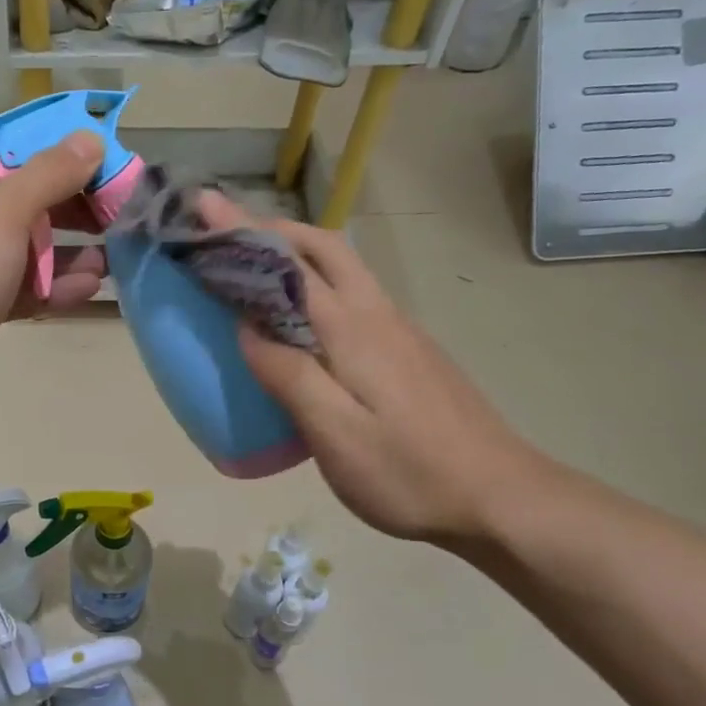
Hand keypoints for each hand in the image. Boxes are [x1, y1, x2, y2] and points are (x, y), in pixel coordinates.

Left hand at [0, 133, 107, 417]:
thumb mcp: (5, 211)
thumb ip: (51, 173)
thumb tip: (89, 138)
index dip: (52, 154)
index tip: (96, 165)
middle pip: (9, 198)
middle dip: (64, 211)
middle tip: (111, 214)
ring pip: (11, 246)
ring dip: (61, 254)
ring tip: (109, 259)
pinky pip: (4, 282)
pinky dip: (41, 284)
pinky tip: (87, 288)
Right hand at [201, 193, 543, 545]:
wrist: (501, 499)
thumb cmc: (408, 472)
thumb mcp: (334, 434)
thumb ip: (288, 374)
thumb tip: (246, 328)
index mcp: (353, 329)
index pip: (289, 265)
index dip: (242, 232)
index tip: (204, 206)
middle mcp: (377, 316)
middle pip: (324, 248)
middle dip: (273, 229)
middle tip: (228, 232)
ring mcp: (399, 332)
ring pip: (343, 270)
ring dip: (296, 253)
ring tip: (253, 267)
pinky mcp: (409, 353)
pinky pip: (352, 298)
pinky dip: (315, 287)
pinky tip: (300, 323)